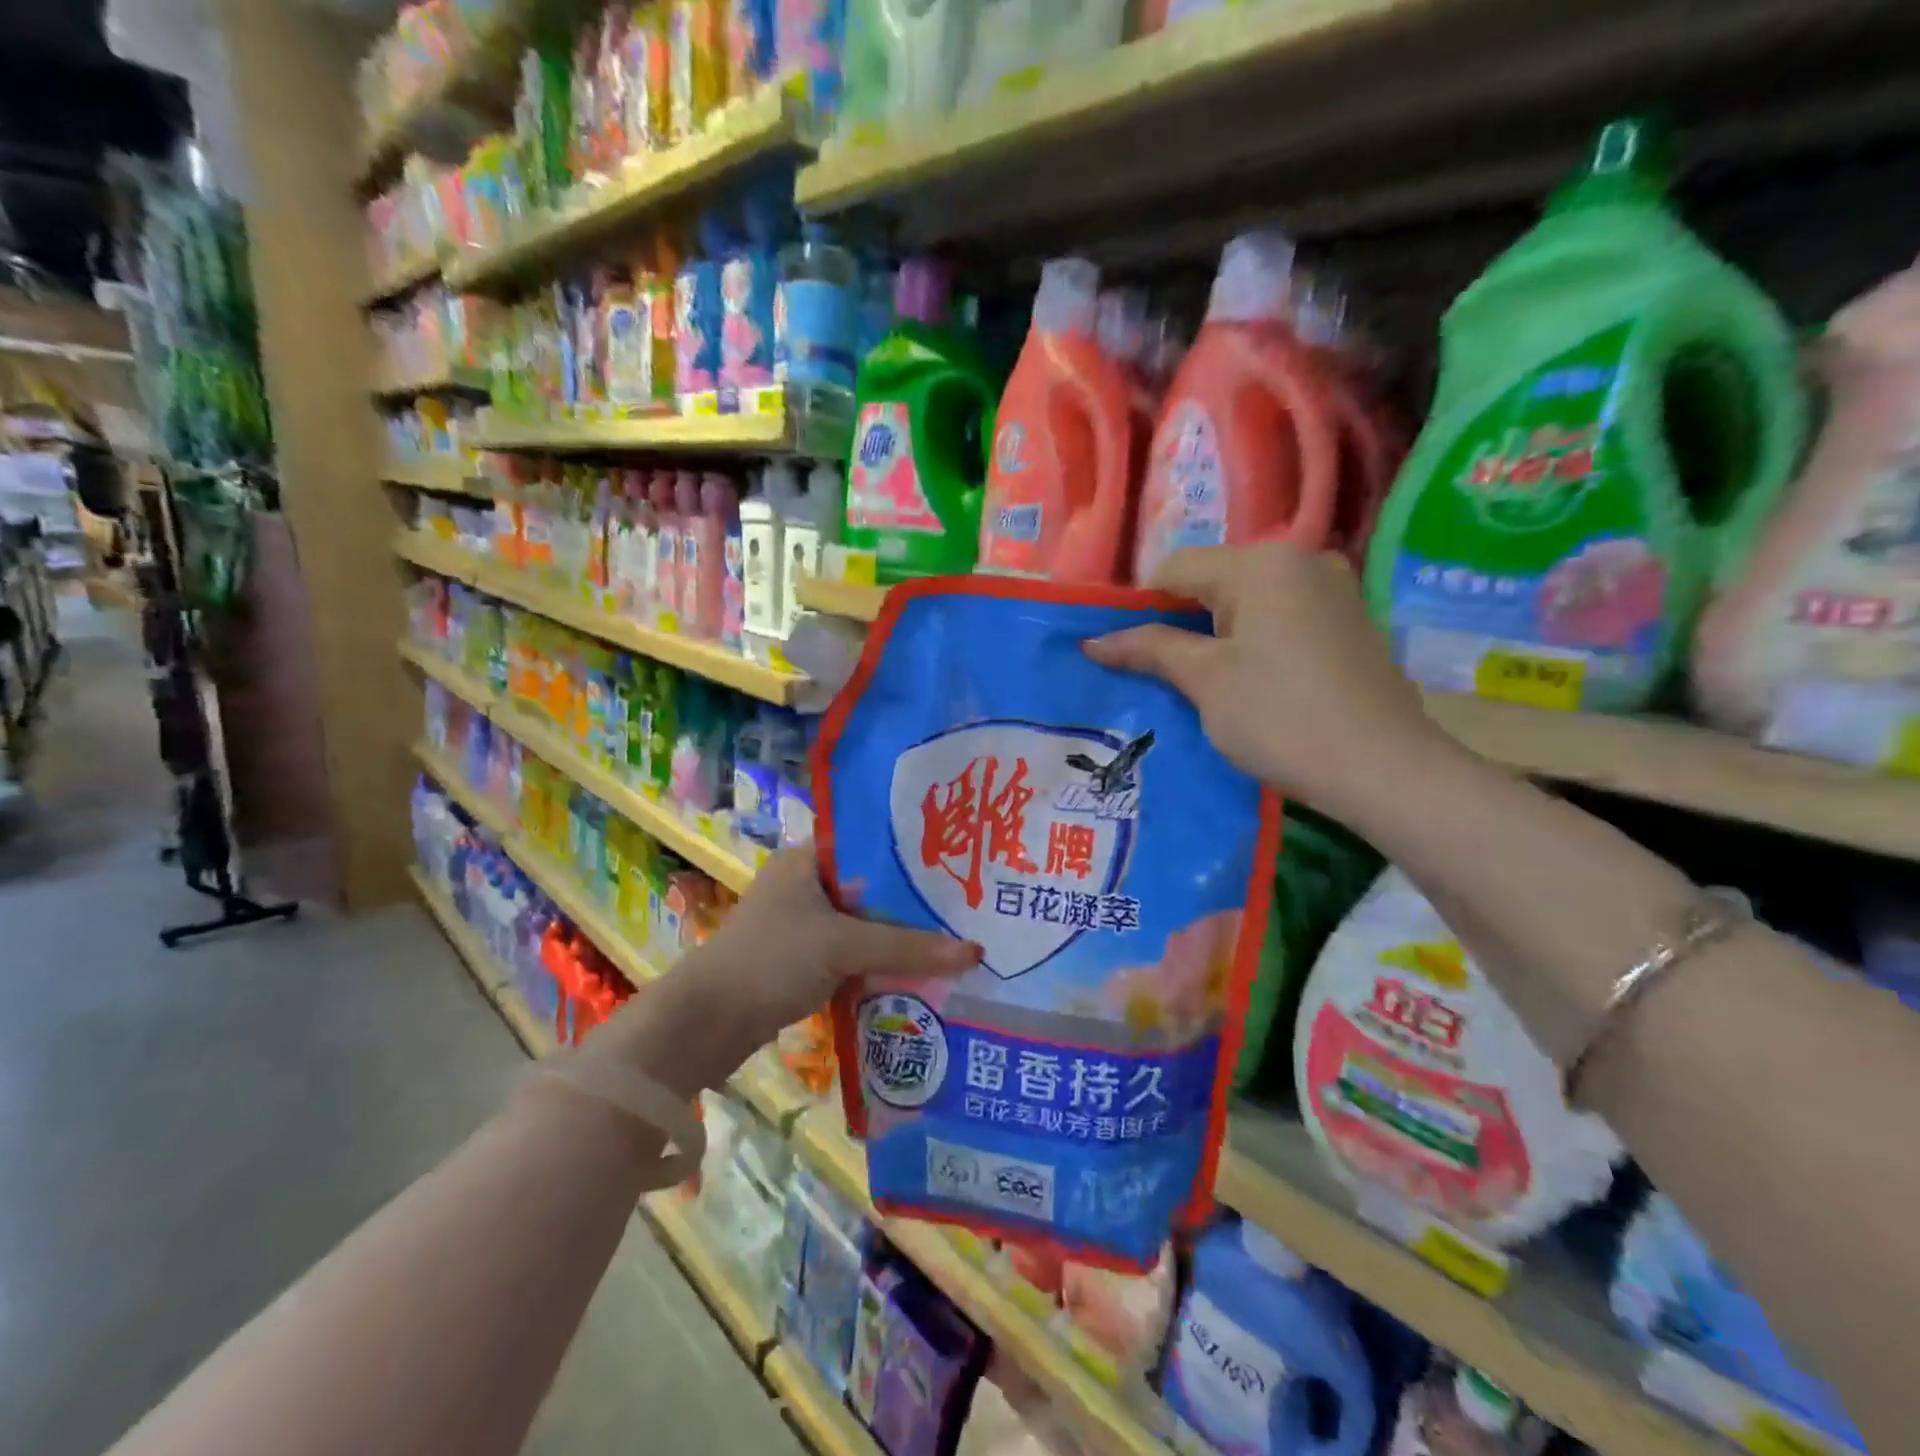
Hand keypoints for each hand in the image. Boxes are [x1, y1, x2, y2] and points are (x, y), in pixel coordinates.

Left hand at [697, 849, 981, 1045]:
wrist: (706, 1024)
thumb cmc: (771, 960)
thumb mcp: (842, 945)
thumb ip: (907, 946)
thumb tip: (976, 952)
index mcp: (805, 860)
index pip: (869, 845)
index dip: (912, 855)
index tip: (956, 865)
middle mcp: (803, 884)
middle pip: (871, 889)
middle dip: (912, 903)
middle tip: (964, 907)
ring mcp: (801, 924)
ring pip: (863, 924)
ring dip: (897, 936)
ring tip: (951, 938)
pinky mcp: (801, 960)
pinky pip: (851, 953)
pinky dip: (878, 961)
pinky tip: (916, 970)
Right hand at [1084, 543, 1448, 822]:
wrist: (1382, 769)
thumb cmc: (1279, 717)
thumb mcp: (1204, 680)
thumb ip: (1148, 648)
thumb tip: (1092, 640)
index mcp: (1260, 563)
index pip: (1175, 569)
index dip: (1139, 607)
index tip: (1122, 651)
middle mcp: (1300, 560)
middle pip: (1212, 580)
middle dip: (1177, 622)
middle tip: (1154, 671)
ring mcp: (1331, 589)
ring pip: (1246, 601)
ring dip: (1212, 634)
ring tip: (1196, 681)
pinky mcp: (1348, 621)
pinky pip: (1279, 617)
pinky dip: (1250, 641)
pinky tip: (1245, 681)